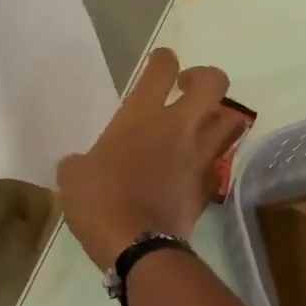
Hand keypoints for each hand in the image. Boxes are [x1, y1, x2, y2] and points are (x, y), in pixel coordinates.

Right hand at [56, 48, 242, 269]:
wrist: (136, 246)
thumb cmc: (99, 202)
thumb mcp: (72, 177)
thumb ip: (79, 162)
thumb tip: (79, 165)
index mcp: (141, 116)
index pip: (162, 68)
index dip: (163, 59)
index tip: (159, 64)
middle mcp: (179, 127)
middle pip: (214, 83)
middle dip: (204, 78)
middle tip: (186, 90)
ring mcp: (199, 156)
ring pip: (232, 121)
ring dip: (220, 117)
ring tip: (201, 126)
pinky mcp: (208, 186)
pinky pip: (218, 163)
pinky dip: (211, 161)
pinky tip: (194, 169)